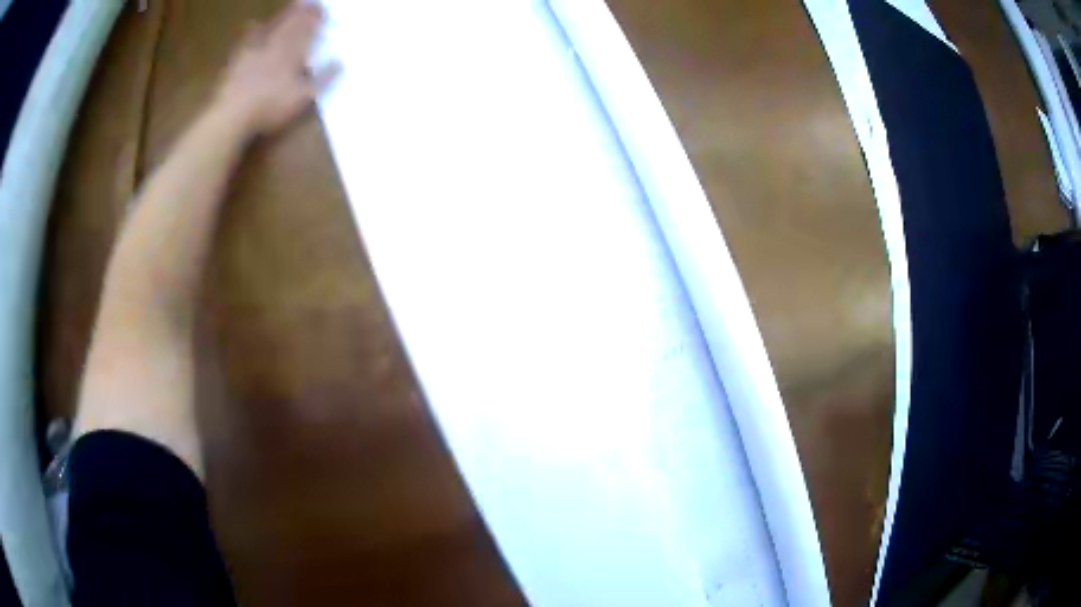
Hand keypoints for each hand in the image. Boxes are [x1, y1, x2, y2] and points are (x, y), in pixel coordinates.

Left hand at [213, 1, 339, 137]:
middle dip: (301, 12)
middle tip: (308, 2)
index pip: (308, 28)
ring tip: (290, 7)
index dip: (316, 17)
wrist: (231, 115)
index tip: (323, 9)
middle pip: (291, 23)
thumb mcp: (303, 98)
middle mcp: (276, 44)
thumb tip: (341, 63)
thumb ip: (323, 79)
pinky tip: (252, 24)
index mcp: (293, 51)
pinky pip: (246, 39)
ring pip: (272, 25)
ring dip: (282, 16)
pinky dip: (252, 30)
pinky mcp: (237, 59)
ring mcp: (254, 50)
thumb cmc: (270, 107)